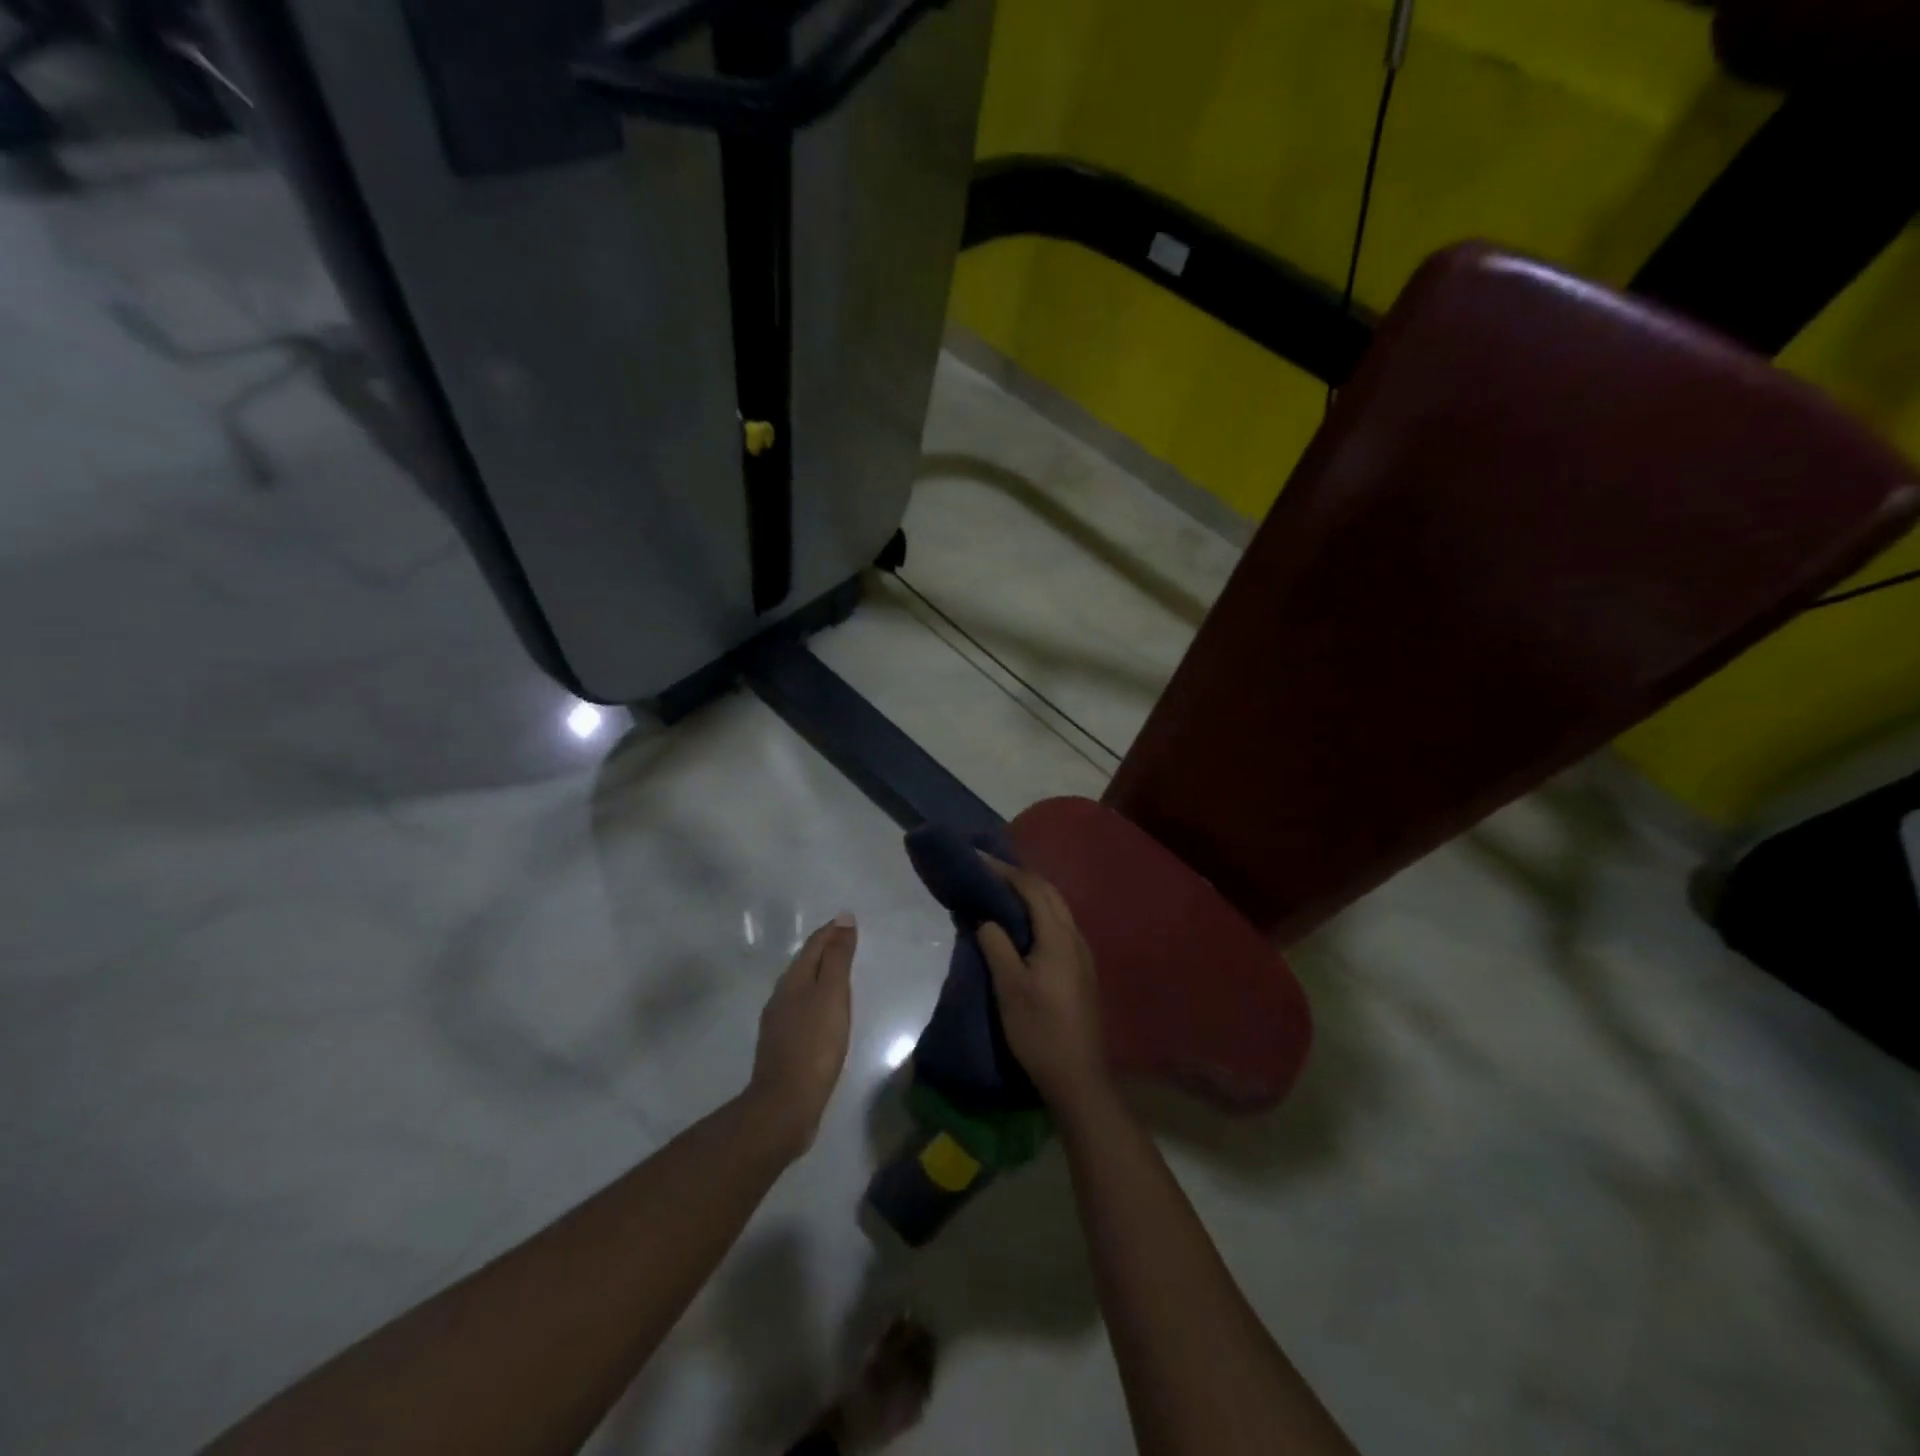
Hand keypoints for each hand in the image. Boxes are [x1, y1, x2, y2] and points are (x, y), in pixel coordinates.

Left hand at [748, 914, 856, 1155]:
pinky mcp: (783, 1045)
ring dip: (820, 975)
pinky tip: (825, 1013)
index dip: (831, 931)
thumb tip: (843, 919)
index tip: (849, 921)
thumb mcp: (832, 995)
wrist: (785, 1105)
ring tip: (840, 974)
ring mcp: (778, 1022)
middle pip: (805, 963)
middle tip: (848, 942)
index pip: (813, 945)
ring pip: (801, 987)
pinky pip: (801, 1009)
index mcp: (793, 980)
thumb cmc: (815, 1045)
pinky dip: (816, 999)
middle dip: (825, 949)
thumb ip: (838, 958)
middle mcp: (781, 996)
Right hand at [976, 859, 1112, 1117]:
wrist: (1079, 1077)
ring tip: (1000, 891)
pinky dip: (1038, 913)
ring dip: (1031, 894)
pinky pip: (1059, 926)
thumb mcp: (1009, 988)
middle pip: (1049, 893)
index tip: (979, 859)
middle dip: (1019, 877)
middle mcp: (1076, 938)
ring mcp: (1082, 954)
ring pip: (1057, 909)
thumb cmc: (1039, 1031)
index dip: (1005, 871)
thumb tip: (985, 919)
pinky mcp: (1082, 970)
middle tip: (988, 870)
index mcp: (1059, 937)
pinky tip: (1022, 925)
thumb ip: (996, 946)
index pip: (1033, 889)